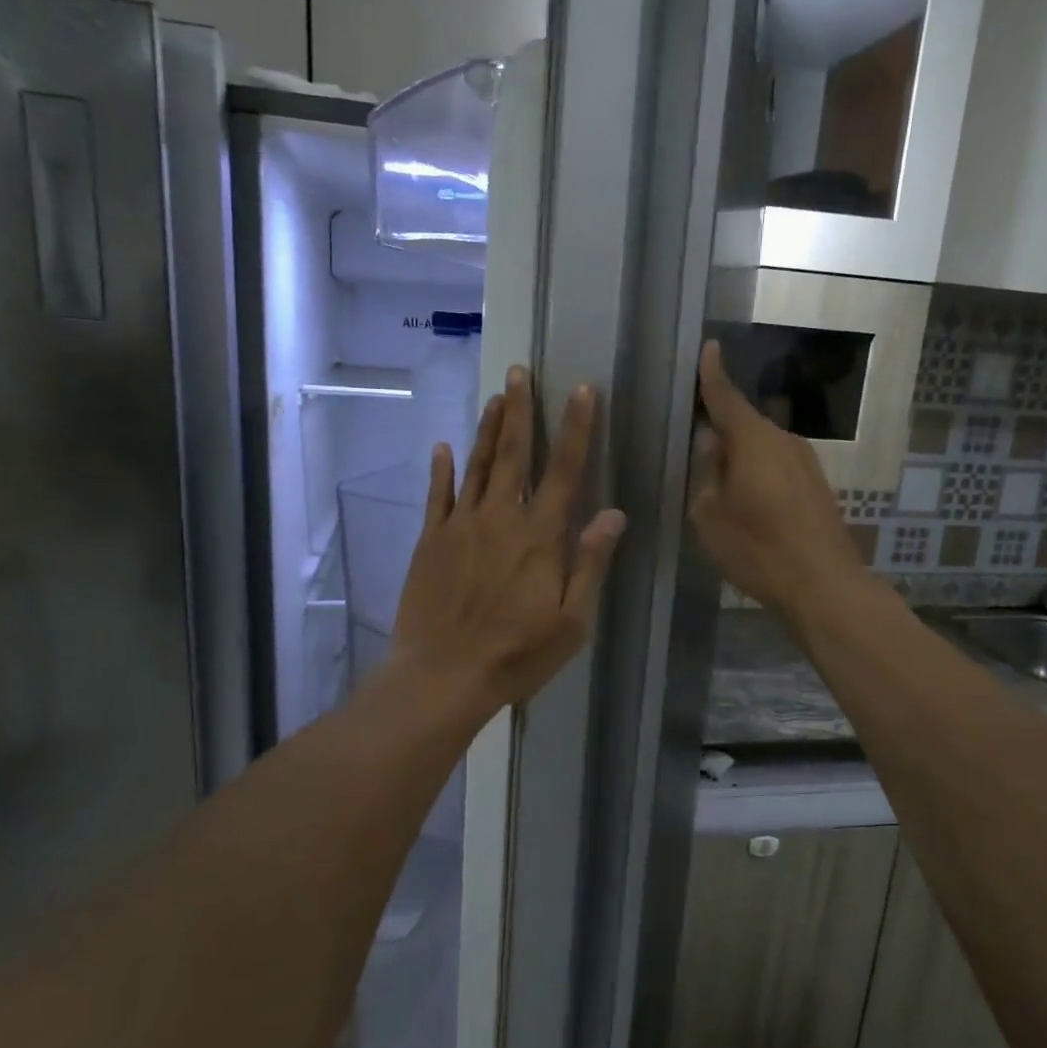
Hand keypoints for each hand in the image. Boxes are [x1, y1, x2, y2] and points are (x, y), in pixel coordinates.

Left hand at [392, 366, 625, 719]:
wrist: (442, 675)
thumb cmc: (516, 654)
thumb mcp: (571, 621)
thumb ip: (590, 563)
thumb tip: (614, 514)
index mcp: (539, 536)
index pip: (565, 470)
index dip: (576, 428)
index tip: (582, 391)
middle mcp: (500, 518)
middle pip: (513, 454)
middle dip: (520, 410)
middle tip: (520, 372)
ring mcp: (460, 526)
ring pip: (476, 466)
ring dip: (486, 429)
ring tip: (494, 396)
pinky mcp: (431, 541)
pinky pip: (437, 496)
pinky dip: (441, 470)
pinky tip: (442, 447)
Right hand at [689, 340, 868, 625]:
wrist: (824, 585)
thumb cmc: (758, 548)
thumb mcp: (711, 515)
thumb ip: (708, 473)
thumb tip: (713, 444)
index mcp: (753, 440)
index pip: (726, 397)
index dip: (712, 375)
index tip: (709, 347)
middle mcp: (784, 440)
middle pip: (745, 424)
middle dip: (722, 429)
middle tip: (697, 448)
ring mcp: (806, 463)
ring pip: (763, 448)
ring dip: (741, 457)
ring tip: (721, 485)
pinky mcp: (817, 486)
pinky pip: (778, 466)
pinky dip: (759, 474)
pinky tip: (749, 503)